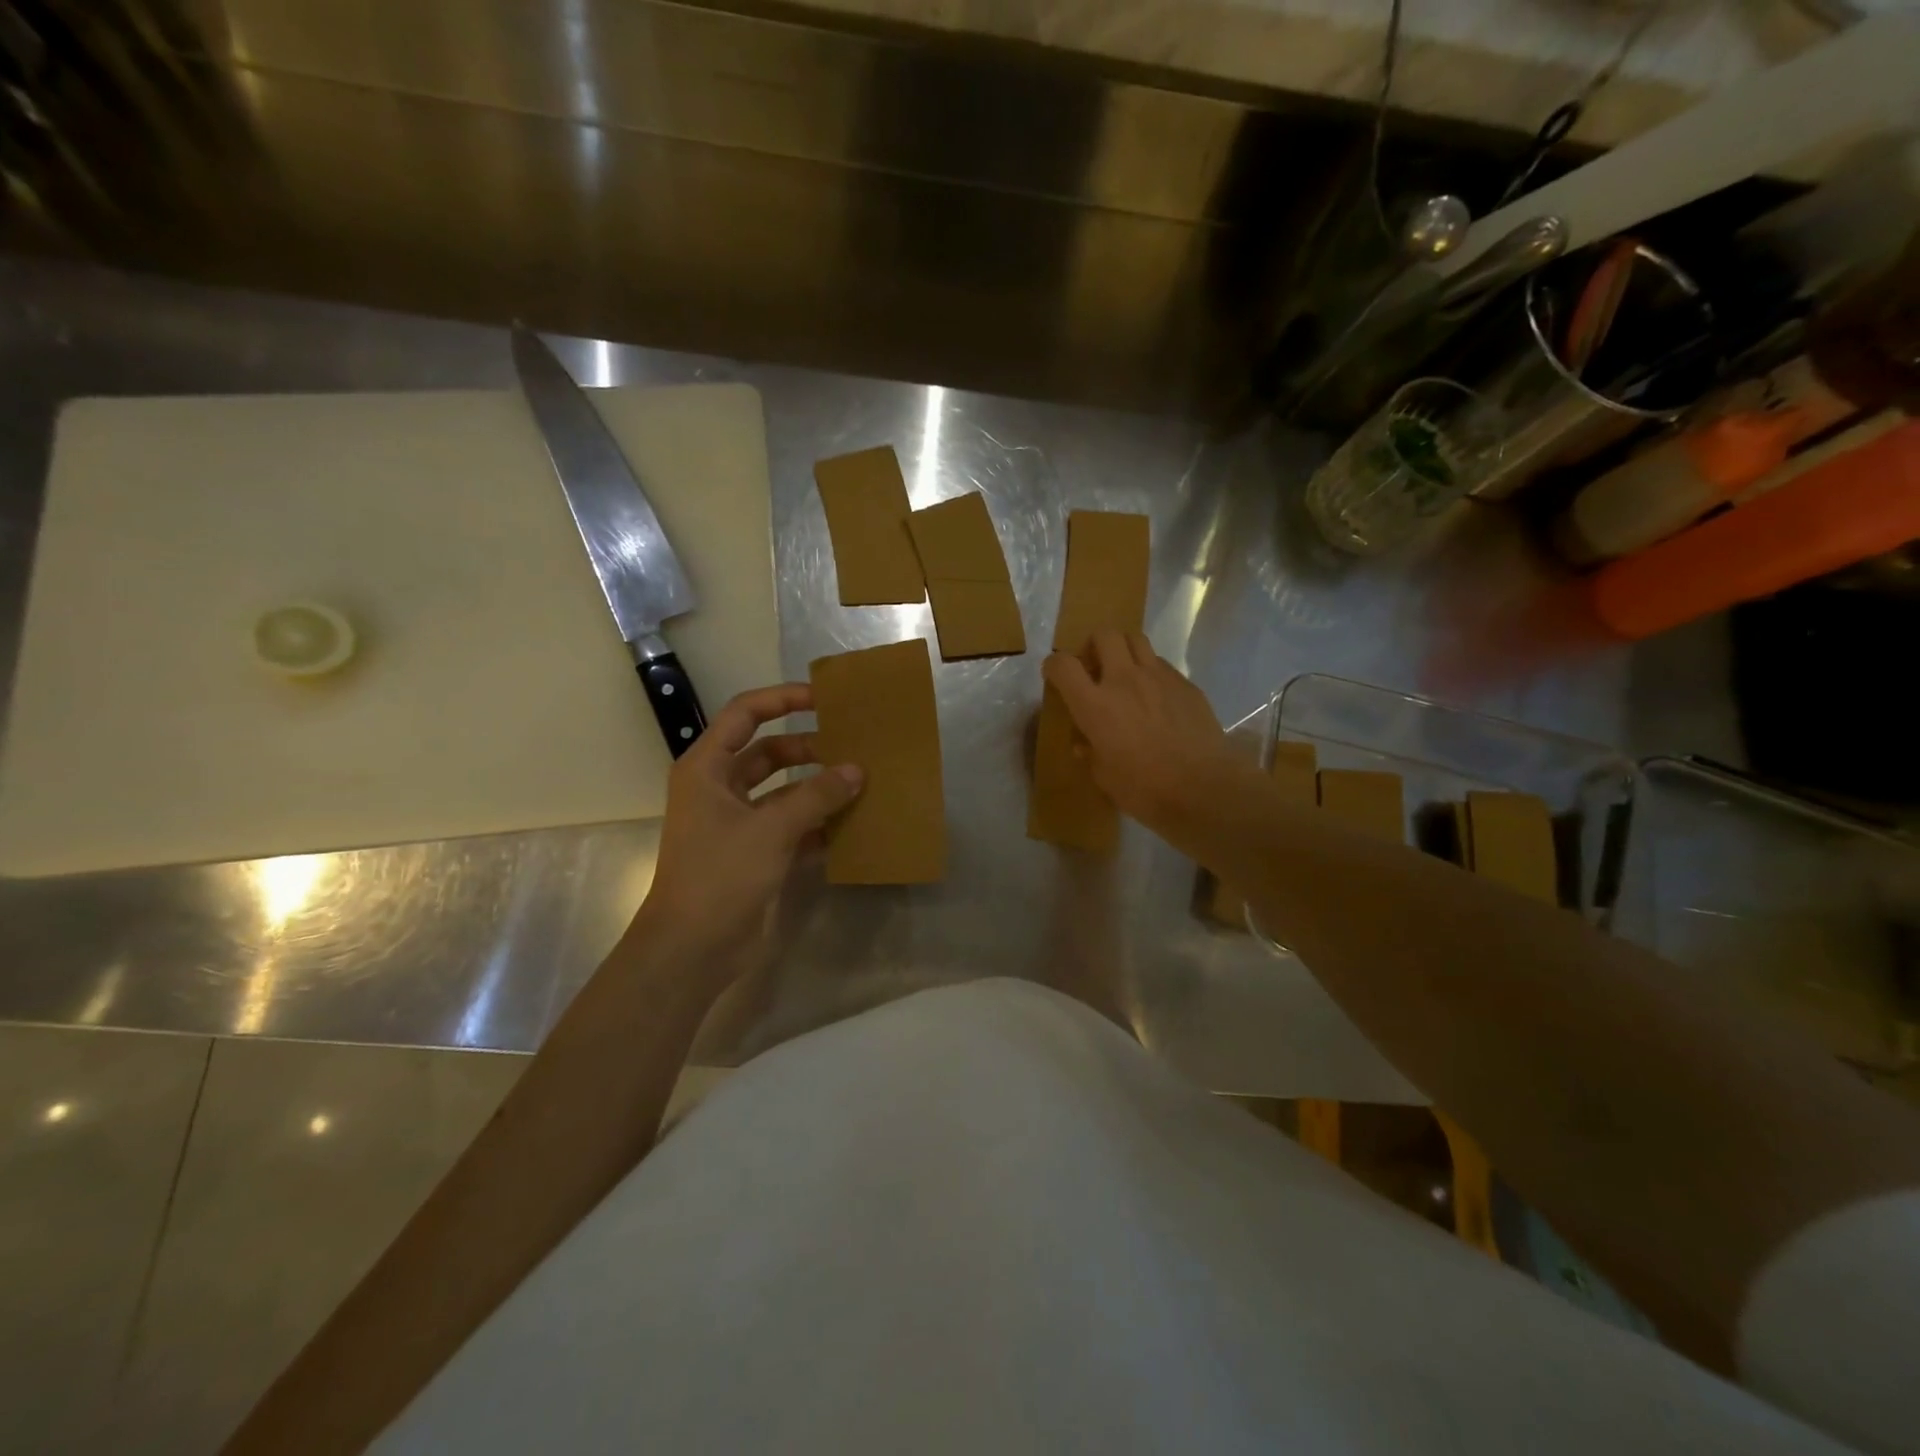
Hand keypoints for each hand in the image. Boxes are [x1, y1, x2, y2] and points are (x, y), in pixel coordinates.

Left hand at [633, 684, 861, 961]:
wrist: (692, 949)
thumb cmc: (720, 876)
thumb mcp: (771, 829)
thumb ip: (816, 797)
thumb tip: (857, 770)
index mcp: (707, 769)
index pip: (745, 715)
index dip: (782, 700)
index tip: (823, 700)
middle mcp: (719, 789)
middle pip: (768, 752)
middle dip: (808, 748)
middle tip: (852, 748)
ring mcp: (736, 823)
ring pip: (783, 791)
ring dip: (816, 788)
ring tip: (859, 783)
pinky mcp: (752, 853)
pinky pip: (790, 825)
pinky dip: (816, 823)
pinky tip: (850, 825)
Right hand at [1042, 631, 1249, 833]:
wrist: (1204, 788)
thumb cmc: (1145, 789)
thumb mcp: (1104, 777)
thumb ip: (1091, 753)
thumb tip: (1085, 743)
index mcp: (1095, 705)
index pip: (1063, 665)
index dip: (1054, 666)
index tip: (1055, 677)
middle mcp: (1124, 680)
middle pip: (1104, 635)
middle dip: (1093, 645)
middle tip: (1095, 669)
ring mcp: (1159, 677)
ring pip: (1136, 640)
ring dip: (1124, 651)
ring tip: (1126, 676)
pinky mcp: (1186, 684)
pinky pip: (1162, 665)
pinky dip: (1151, 673)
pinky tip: (1156, 699)